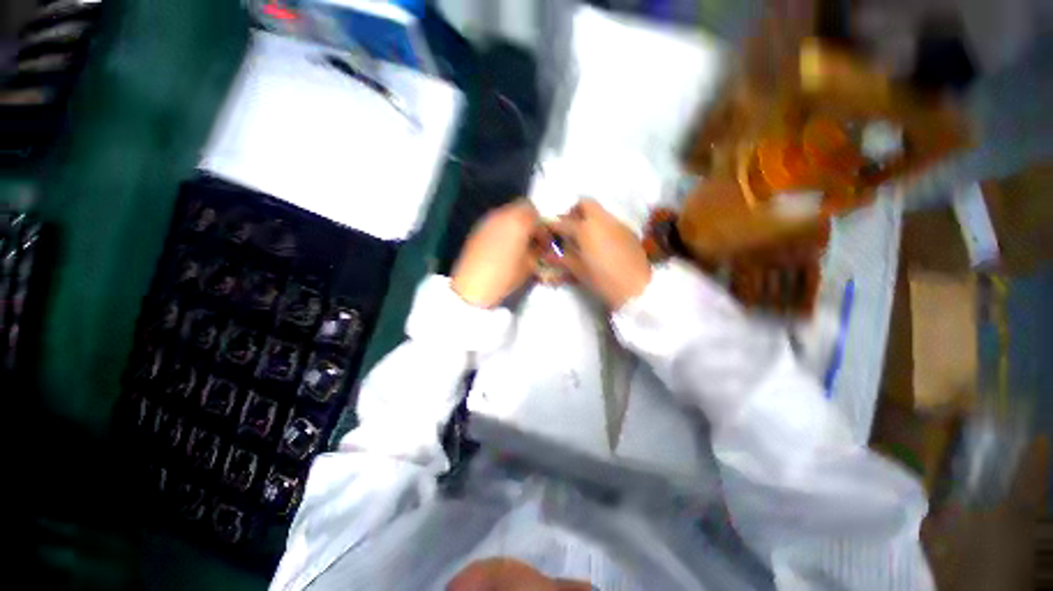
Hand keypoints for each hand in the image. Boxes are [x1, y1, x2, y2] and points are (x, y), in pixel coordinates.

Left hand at [451, 200, 539, 307]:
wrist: (473, 286)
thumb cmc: (505, 276)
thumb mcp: (529, 265)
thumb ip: (538, 251)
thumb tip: (540, 247)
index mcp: (518, 222)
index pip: (536, 213)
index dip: (542, 228)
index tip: (544, 243)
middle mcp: (502, 215)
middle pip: (521, 208)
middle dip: (530, 222)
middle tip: (533, 241)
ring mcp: (487, 221)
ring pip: (508, 214)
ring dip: (517, 225)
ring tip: (519, 245)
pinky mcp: (477, 230)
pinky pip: (496, 223)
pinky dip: (504, 230)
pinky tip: (504, 247)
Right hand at [549, 199, 651, 308]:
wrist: (637, 286)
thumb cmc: (603, 279)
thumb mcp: (579, 270)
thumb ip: (563, 258)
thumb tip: (548, 254)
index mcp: (586, 228)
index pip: (563, 222)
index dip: (553, 226)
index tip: (548, 230)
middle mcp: (601, 220)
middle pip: (585, 203)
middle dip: (574, 212)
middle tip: (570, 228)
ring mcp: (617, 223)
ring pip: (599, 211)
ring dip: (588, 218)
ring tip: (584, 237)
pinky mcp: (628, 231)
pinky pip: (610, 221)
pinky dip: (601, 226)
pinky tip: (600, 244)